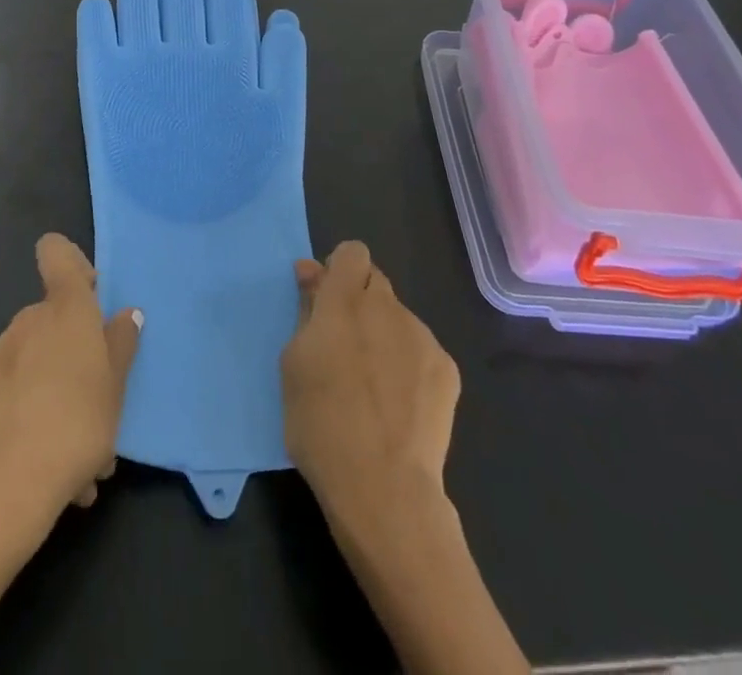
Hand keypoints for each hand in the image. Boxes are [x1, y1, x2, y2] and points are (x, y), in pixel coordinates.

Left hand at [0, 233, 141, 527]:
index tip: (93, 293)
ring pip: (43, 365)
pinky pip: (25, 399)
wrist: (4, 487)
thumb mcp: (116, 385)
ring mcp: (2, 359)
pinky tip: (66, 476)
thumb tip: (126, 314)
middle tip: (105, 398)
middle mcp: (29, 321)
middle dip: (80, 352)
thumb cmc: (76, 421)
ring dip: (66, 395)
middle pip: (56, 318)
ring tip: (91, 455)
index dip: (73, 263)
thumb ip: (121, 344)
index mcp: (64, 307)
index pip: (57, 253)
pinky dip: (44, 422)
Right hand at [282, 241, 460, 519]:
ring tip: (374, 384)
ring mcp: (422, 337)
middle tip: (345, 345)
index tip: (327, 301)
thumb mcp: (294, 363)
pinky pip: (420, 349)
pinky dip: (407, 364)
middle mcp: (387, 307)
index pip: (352, 252)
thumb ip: (306, 309)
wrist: (384, 488)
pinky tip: (399, 404)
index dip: (339, 270)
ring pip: (398, 317)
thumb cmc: (321, 424)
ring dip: (383, 333)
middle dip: (359, 301)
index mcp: (345, 301)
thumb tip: (311, 271)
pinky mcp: (447, 370)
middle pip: (375, 282)